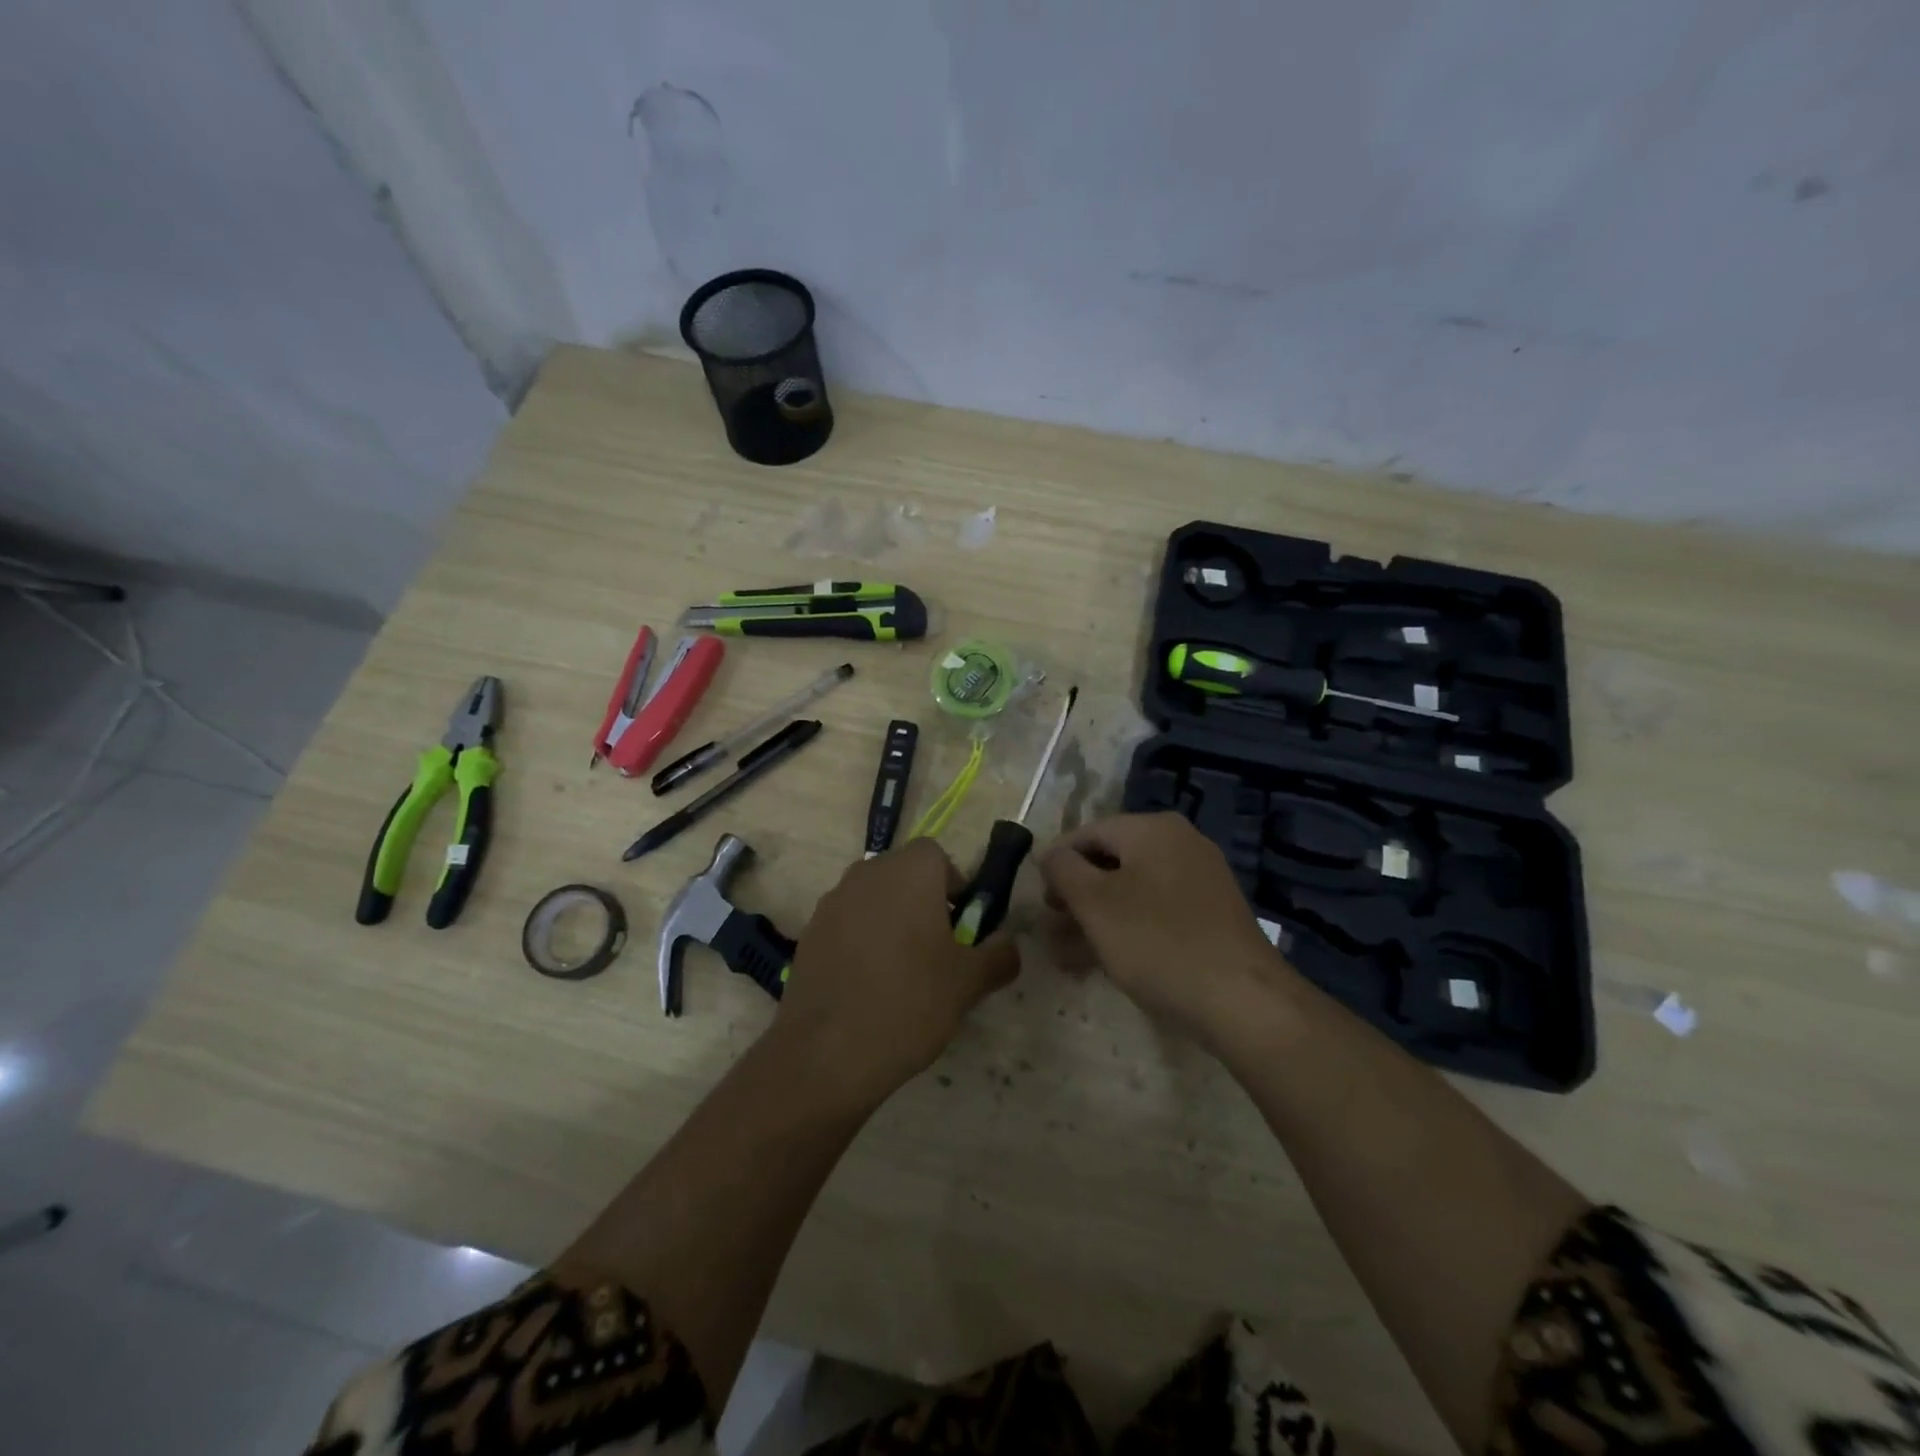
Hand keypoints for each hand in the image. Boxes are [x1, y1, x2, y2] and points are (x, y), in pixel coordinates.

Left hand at [773, 838, 1019, 1106]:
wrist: (828, 1051)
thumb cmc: (910, 1002)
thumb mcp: (969, 983)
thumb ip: (998, 955)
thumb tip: (1008, 945)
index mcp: (909, 872)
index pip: (936, 855)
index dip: (952, 884)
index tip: (959, 924)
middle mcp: (867, 874)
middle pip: (902, 874)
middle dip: (921, 901)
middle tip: (936, 949)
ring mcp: (832, 902)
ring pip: (872, 898)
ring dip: (889, 920)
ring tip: (900, 972)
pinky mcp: (809, 933)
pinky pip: (845, 924)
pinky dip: (859, 942)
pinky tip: (867, 986)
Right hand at [1038, 813, 1292, 1050]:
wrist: (1242, 1000)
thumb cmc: (1157, 941)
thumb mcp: (1094, 903)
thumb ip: (1063, 869)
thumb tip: (1050, 854)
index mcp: (1152, 829)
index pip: (1087, 833)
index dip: (1056, 862)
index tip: (1036, 898)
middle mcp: (1180, 844)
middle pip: (1111, 862)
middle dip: (1075, 896)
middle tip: (1050, 928)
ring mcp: (1200, 880)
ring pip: (1131, 891)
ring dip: (1095, 919)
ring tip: (1065, 955)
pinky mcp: (1211, 915)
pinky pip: (1156, 912)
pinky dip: (1126, 929)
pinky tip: (1103, 962)